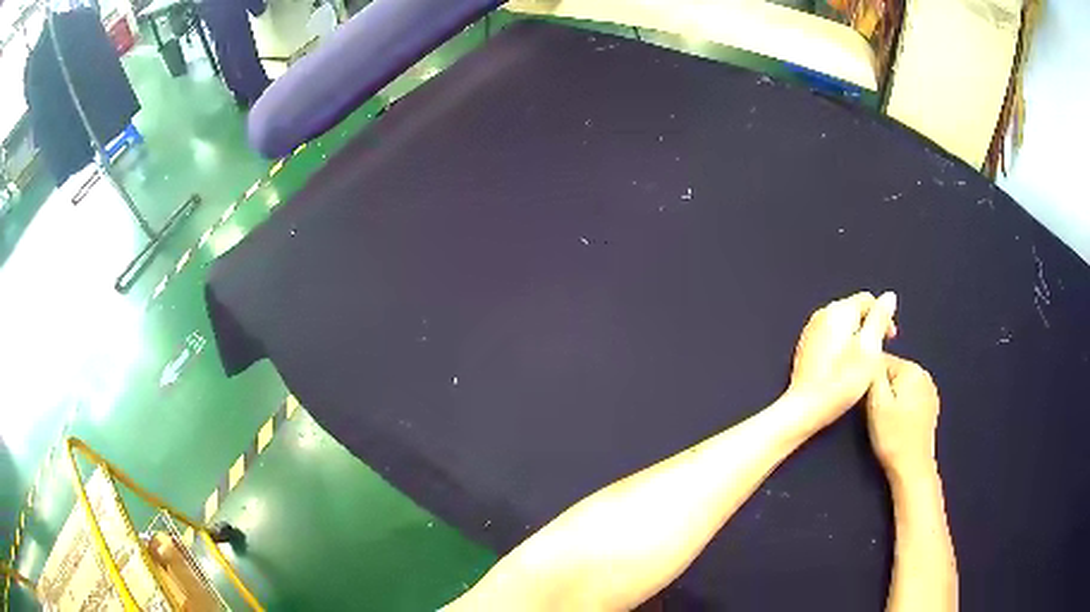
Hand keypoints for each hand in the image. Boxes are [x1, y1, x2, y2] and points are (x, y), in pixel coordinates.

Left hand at [787, 292, 897, 424]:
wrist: (805, 408)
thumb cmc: (842, 381)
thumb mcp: (869, 348)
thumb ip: (880, 319)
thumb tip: (889, 296)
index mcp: (839, 310)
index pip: (868, 300)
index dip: (883, 317)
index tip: (891, 339)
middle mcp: (823, 313)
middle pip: (855, 310)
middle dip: (870, 326)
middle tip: (880, 351)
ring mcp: (811, 330)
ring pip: (843, 324)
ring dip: (857, 336)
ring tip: (865, 360)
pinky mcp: (806, 347)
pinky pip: (831, 337)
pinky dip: (843, 345)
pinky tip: (846, 365)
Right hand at [866, 354, 939, 476]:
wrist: (912, 467)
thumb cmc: (892, 436)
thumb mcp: (876, 403)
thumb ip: (873, 375)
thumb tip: (869, 356)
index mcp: (912, 369)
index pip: (883, 360)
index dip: (869, 377)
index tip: (862, 395)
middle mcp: (924, 374)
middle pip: (893, 371)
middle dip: (882, 387)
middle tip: (872, 410)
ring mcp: (930, 391)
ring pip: (902, 385)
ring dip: (892, 396)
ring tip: (885, 418)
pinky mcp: (931, 407)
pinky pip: (911, 396)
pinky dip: (902, 405)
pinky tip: (898, 422)